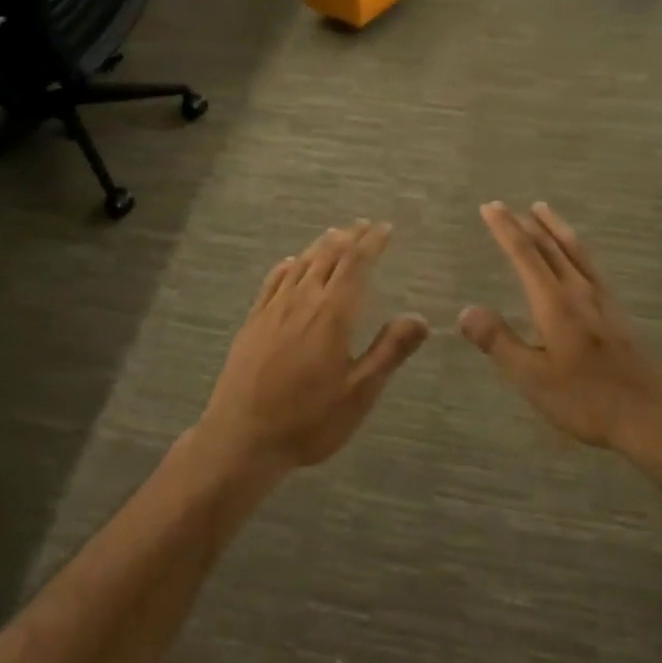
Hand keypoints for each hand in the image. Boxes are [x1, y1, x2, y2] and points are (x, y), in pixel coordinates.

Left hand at [200, 222, 427, 475]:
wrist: (241, 437)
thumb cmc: (308, 419)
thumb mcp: (359, 392)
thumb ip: (389, 351)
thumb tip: (420, 317)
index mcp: (332, 313)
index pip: (355, 264)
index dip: (371, 243)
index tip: (385, 228)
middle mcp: (302, 300)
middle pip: (327, 256)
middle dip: (348, 238)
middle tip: (363, 225)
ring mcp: (273, 309)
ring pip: (300, 264)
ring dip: (320, 246)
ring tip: (334, 235)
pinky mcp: (252, 322)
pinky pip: (272, 282)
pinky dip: (287, 266)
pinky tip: (289, 264)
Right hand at [460, 202, 661, 456]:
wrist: (655, 417)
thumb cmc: (588, 400)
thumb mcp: (533, 378)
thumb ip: (499, 342)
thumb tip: (465, 310)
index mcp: (556, 303)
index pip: (525, 254)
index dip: (505, 229)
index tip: (489, 207)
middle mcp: (580, 291)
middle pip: (550, 247)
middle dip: (525, 224)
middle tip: (504, 206)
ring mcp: (603, 300)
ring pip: (575, 250)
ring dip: (554, 227)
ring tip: (542, 209)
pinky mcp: (618, 312)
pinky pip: (590, 264)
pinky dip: (575, 247)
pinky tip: (578, 256)